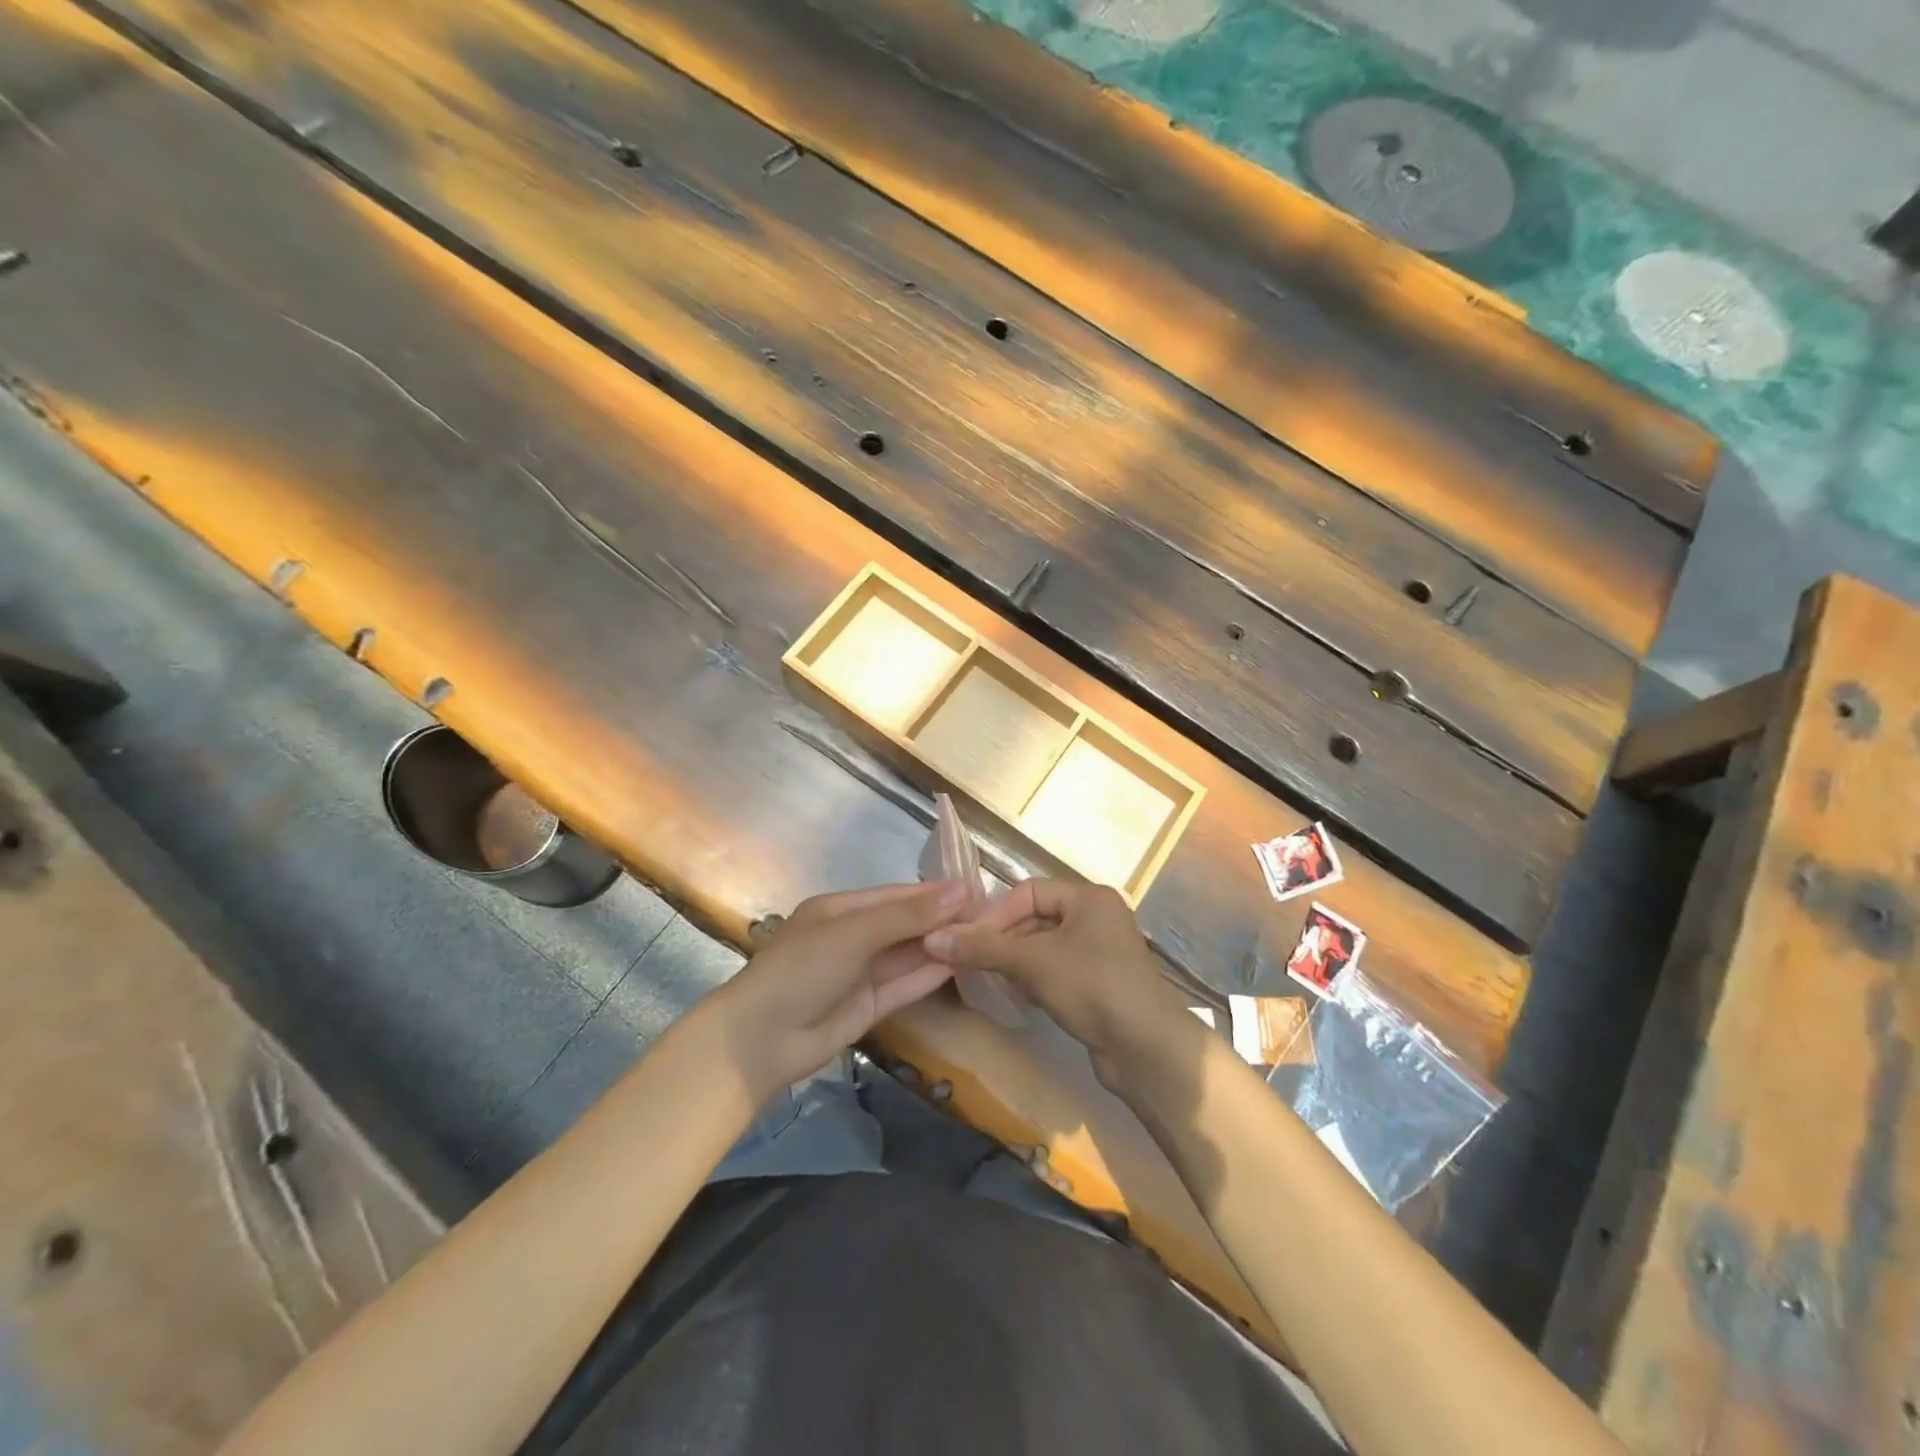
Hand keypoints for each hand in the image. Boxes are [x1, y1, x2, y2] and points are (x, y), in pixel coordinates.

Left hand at [709, 881, 969, 1102]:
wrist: (760, 1041)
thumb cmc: (803, 969)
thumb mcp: (855, 933)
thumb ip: (908, 916)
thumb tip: (960, 891)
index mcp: (839, 910)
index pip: (895, 895)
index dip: (933, 893)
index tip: (974, 889)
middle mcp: (851, 938)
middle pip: (904, 924)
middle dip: (941, 919)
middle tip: (989, 915)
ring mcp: (859, 974)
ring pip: (907, 955)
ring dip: (939, 946)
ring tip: (984, 937)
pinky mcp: (867, 1007)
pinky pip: (903, 985)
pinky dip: (929, 974)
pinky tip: (961, 964)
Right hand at [923, 880, 1186, 1092]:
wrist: (1147, 1048)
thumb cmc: (1092, 987)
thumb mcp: (1033, 962)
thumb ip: (984, 948)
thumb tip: (932, 938)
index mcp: (1088, 898)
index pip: (1030, 891)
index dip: (997, 913)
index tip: (968, 940)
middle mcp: (1097, 917)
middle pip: (1036, 918)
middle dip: (1004, 939)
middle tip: (972, 962)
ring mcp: (1100, 952)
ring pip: (1045, 947)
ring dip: (1016, 961)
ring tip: (991, 979)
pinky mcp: (1099, 984)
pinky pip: (1057, 970)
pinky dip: (1035, 979)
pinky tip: (1020, 997)